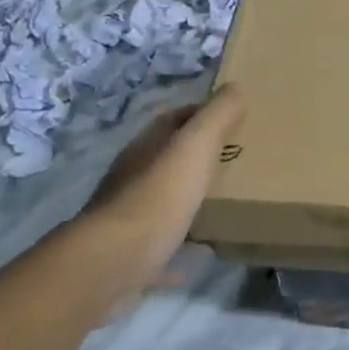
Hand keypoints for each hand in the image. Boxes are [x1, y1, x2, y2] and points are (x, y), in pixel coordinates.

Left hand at [71, 85, 244, 319]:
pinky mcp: (131, 257)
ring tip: (222, 203)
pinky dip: (179, 248)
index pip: (171, 120)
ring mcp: (128, 220)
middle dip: (196, 158)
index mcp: (146, 149)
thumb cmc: (158, 196)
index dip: (200, 114)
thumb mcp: (195, 146)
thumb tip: (235, 86)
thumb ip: (217, 116)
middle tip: (234, 160)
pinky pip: (161, 248)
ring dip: (186, 200)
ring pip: (161, 202)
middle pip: (166, 160)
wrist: (113, 262)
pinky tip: (199, 254)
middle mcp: (132, 179)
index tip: (232, 119)